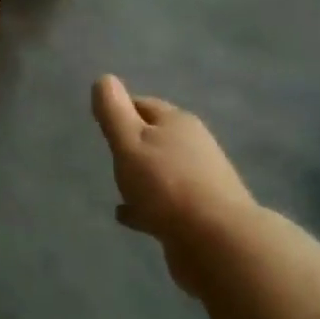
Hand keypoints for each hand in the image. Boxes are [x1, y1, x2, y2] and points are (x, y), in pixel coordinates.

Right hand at [91, 76, 258, 293]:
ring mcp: (201, 180)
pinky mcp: (201, 212)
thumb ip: (114, 112)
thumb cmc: (166, 184)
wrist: (217, 240)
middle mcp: (193, 146)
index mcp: (177, 122)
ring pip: (163, 171)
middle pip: (157, 137)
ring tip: (118, 188)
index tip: (102, 121)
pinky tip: (130, 216)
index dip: (121, 110)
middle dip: (134, 143)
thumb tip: (104, 78)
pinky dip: (147, 204)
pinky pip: (167, 202)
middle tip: (110, 153)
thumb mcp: (129, 142)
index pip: (144, 105)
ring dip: (142, 176)